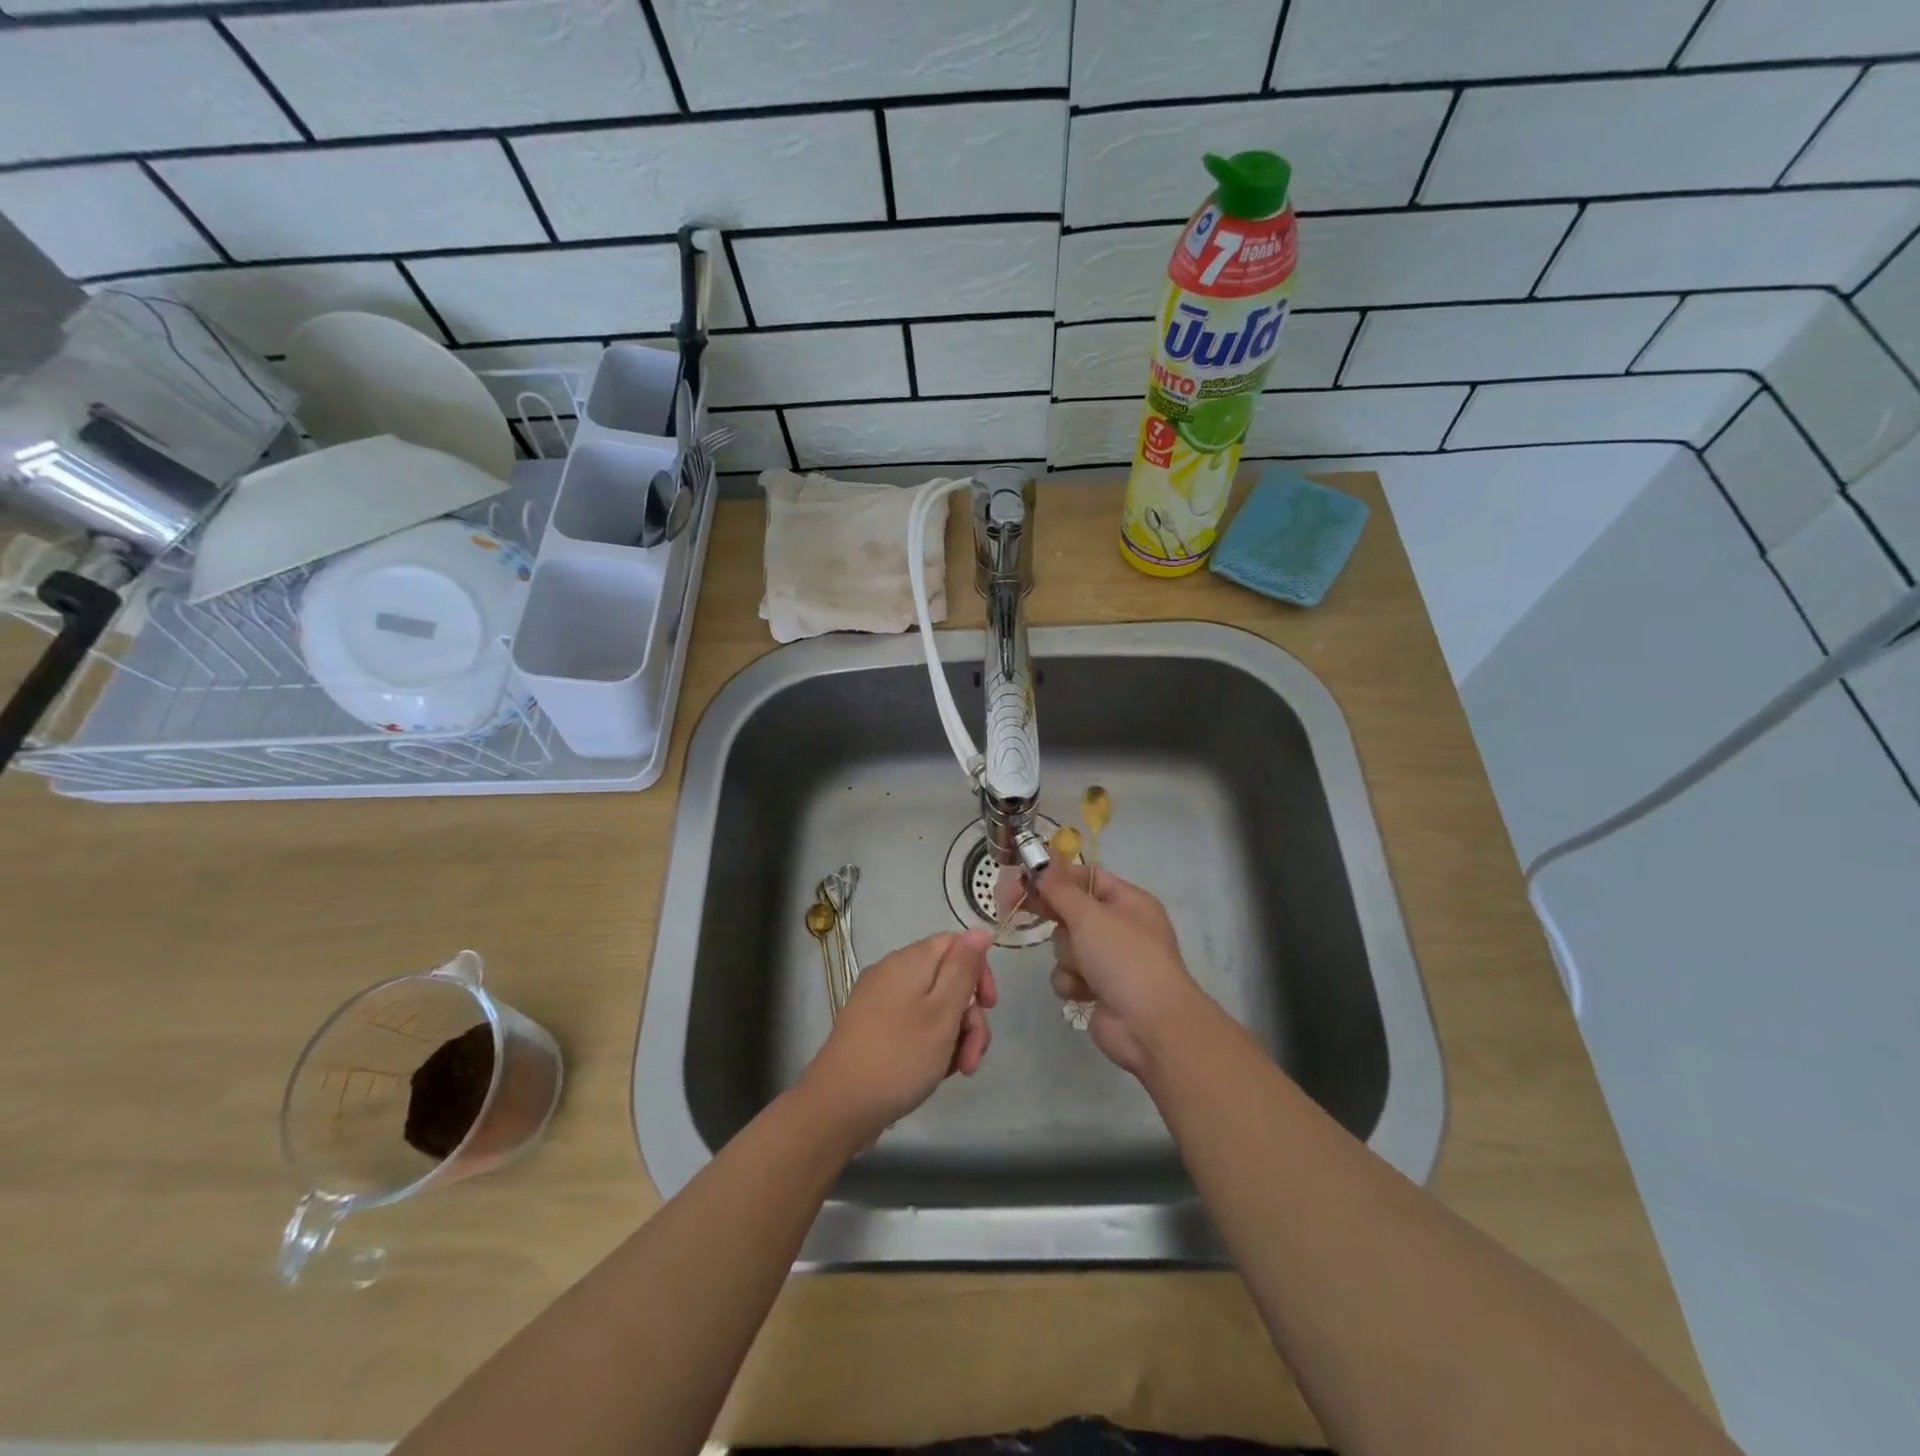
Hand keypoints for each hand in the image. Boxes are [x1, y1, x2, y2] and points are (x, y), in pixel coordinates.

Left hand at [799, 927, 997, 1148]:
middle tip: (973, 1056)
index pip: (956, 944)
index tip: (989, 1006)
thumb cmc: (899, 1058)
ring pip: (932, 1007)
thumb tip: (979, 930)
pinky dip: (929, 1044)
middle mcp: (892, 973)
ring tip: (955, 1072)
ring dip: (953, 1036)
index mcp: (910, 961)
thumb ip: (963, 969)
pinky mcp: (872, 1028)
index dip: (979, 971)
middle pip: (947, 979)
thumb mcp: (942, 1013)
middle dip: (969, 1016)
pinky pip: (912, 1024)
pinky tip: (932, 1073)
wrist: (837, 1107)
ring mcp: (879, 1001)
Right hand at [1025, 866, 1204, 1074]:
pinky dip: (1072, 982)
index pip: (1086, 876)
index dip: (1055, 876)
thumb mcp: (1089, 915)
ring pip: (1066, 944)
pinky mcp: (1098, 988)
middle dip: (1053, 915)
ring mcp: (1110, 959)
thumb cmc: (1124, 958)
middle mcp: (1120, 926)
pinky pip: (1069, 974)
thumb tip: (1040, 867)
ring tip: (1083, 969)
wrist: (1149, 1025)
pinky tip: (1084, 992)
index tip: (1023, 878)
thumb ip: (1059, 889)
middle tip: (1012, 906)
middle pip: (1072, 910)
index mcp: (1128, 901)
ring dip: (1068, 956)